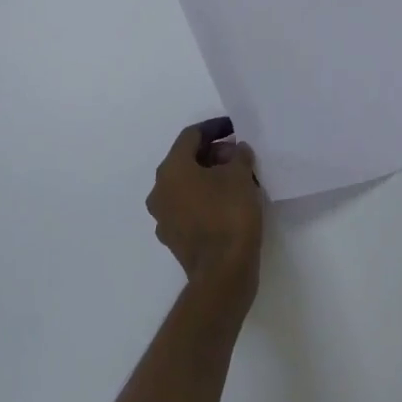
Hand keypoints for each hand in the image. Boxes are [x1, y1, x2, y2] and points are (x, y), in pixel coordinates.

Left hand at [147, 118, 263, 296]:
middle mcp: (160, 190)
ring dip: (209, 177)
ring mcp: (163, 217)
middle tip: (239, 156)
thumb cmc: (229, 215)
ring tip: (238, 179)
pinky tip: (228, 204)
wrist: (223, 274)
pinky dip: (206, 199)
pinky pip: (189, 207)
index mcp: (171, 169)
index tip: (235, 129)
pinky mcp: (174, 238)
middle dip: (213, 154)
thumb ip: (239, 155)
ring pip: (187, 185)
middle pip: (186, 160)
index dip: (214, 128)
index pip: (191, 136)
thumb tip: (236, 151)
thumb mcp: (240, 176)